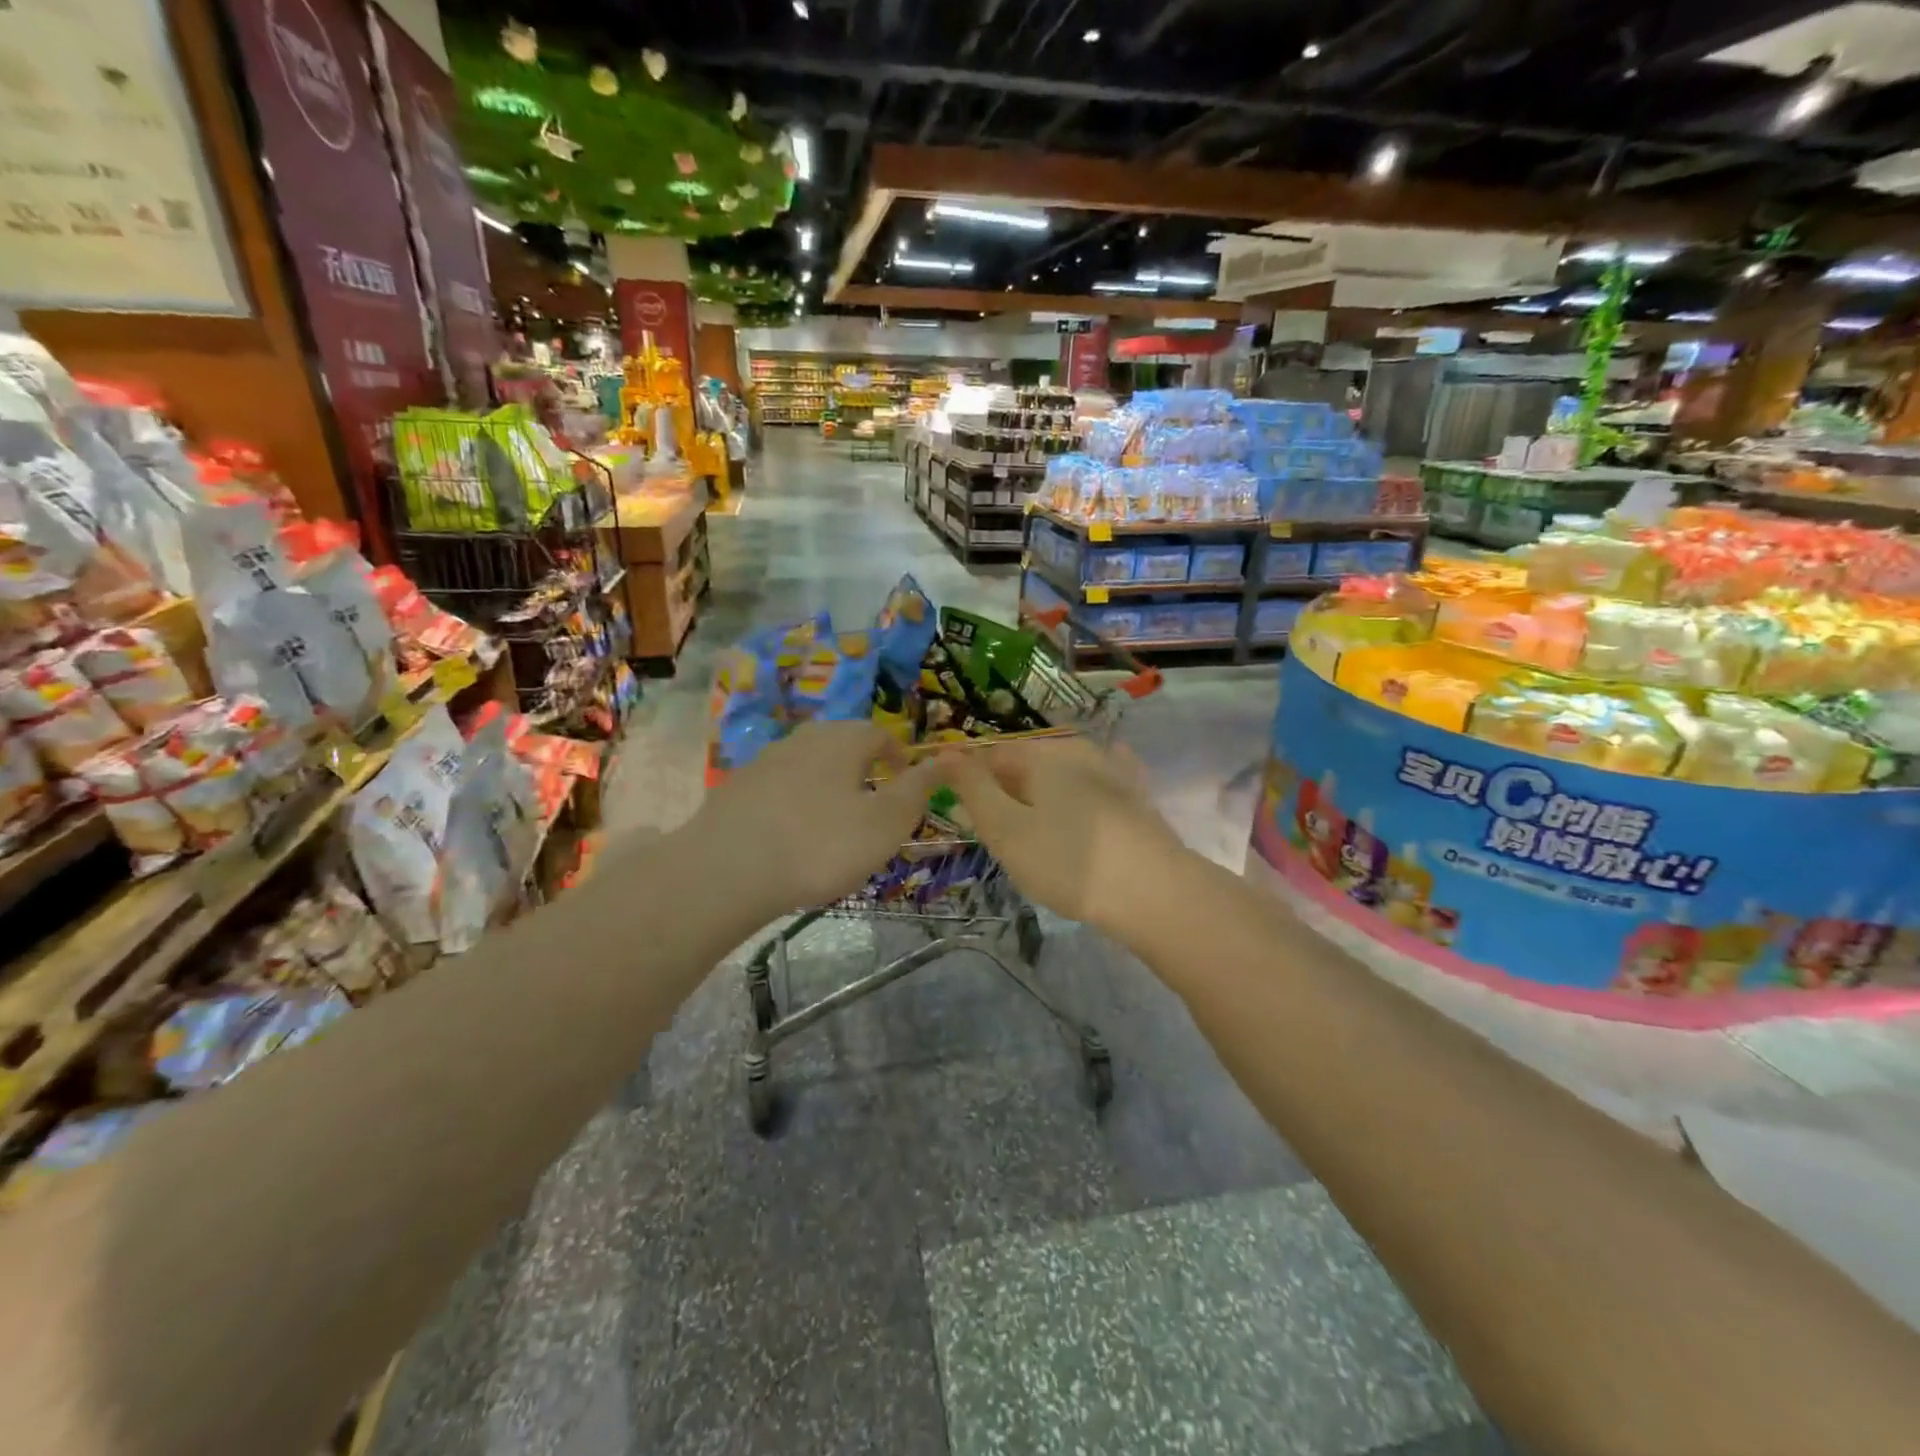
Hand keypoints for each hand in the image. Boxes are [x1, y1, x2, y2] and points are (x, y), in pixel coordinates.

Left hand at [692, 720, 943, 917]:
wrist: (726, 871)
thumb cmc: (821, 845)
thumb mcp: (885, 822)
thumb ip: (918, 788)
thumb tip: (948, 758)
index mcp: (843, 740)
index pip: (881, 734)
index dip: (899, 758)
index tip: (906, 785)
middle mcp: (803, 738)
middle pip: (843, 745)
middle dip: (863, 770)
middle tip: (873, 807)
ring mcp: (765, 761)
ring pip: (810, 766)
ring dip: (828, 787)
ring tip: (834, 826)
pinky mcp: (736, 788)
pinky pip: (780, 788)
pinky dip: (795, 804)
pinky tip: (791, 837)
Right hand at [938, 735, 1187, 940]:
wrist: (1155, 893)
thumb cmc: (1068, 862)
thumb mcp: (1006, 828)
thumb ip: (972, 788)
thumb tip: (945, 753)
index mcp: (1042, 754)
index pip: (991, 755)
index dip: (970, 783)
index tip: (966, 818)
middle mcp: (1078, 750)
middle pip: (1027, 764)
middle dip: (1006, 793)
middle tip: (999, 837)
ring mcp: (1113, 770)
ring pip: (1061, 777)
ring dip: (1041, 799)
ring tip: (1036, 838)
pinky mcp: (1137, 796)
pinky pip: (1097, 787)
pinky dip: (1079, 799)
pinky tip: (1083, 809)